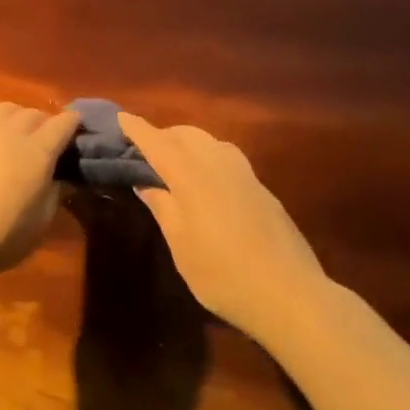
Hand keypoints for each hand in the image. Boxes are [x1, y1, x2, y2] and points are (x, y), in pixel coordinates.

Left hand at [0, 103, 80, 285]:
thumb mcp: (40, 224)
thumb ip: (54, 194)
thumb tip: (61, 179)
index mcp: (37, 150)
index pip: (63, 122)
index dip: (75, 126)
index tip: (80, 137)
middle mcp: (10, 134)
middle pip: (34, 112)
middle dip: (47, 123)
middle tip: (51, 145)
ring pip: (6, 110)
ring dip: (19, 118)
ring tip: (21, 138)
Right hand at [119, 113, 332, 341]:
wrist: (288, 293)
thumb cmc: (221, 273)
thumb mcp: (180, 244)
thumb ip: (163, 207)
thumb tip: (145, 183)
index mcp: (192, 177)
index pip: (158, 144)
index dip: (138, 130)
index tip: (122, 117)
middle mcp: (218, 165)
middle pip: (187, 135)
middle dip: (164, 135)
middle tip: (144, 150)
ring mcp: (245, 175)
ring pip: (211, 142)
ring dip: (188, 142)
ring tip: (174, 162)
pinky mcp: (262, 189)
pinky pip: (227, 157)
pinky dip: (208, 155)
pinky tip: (206, 179)